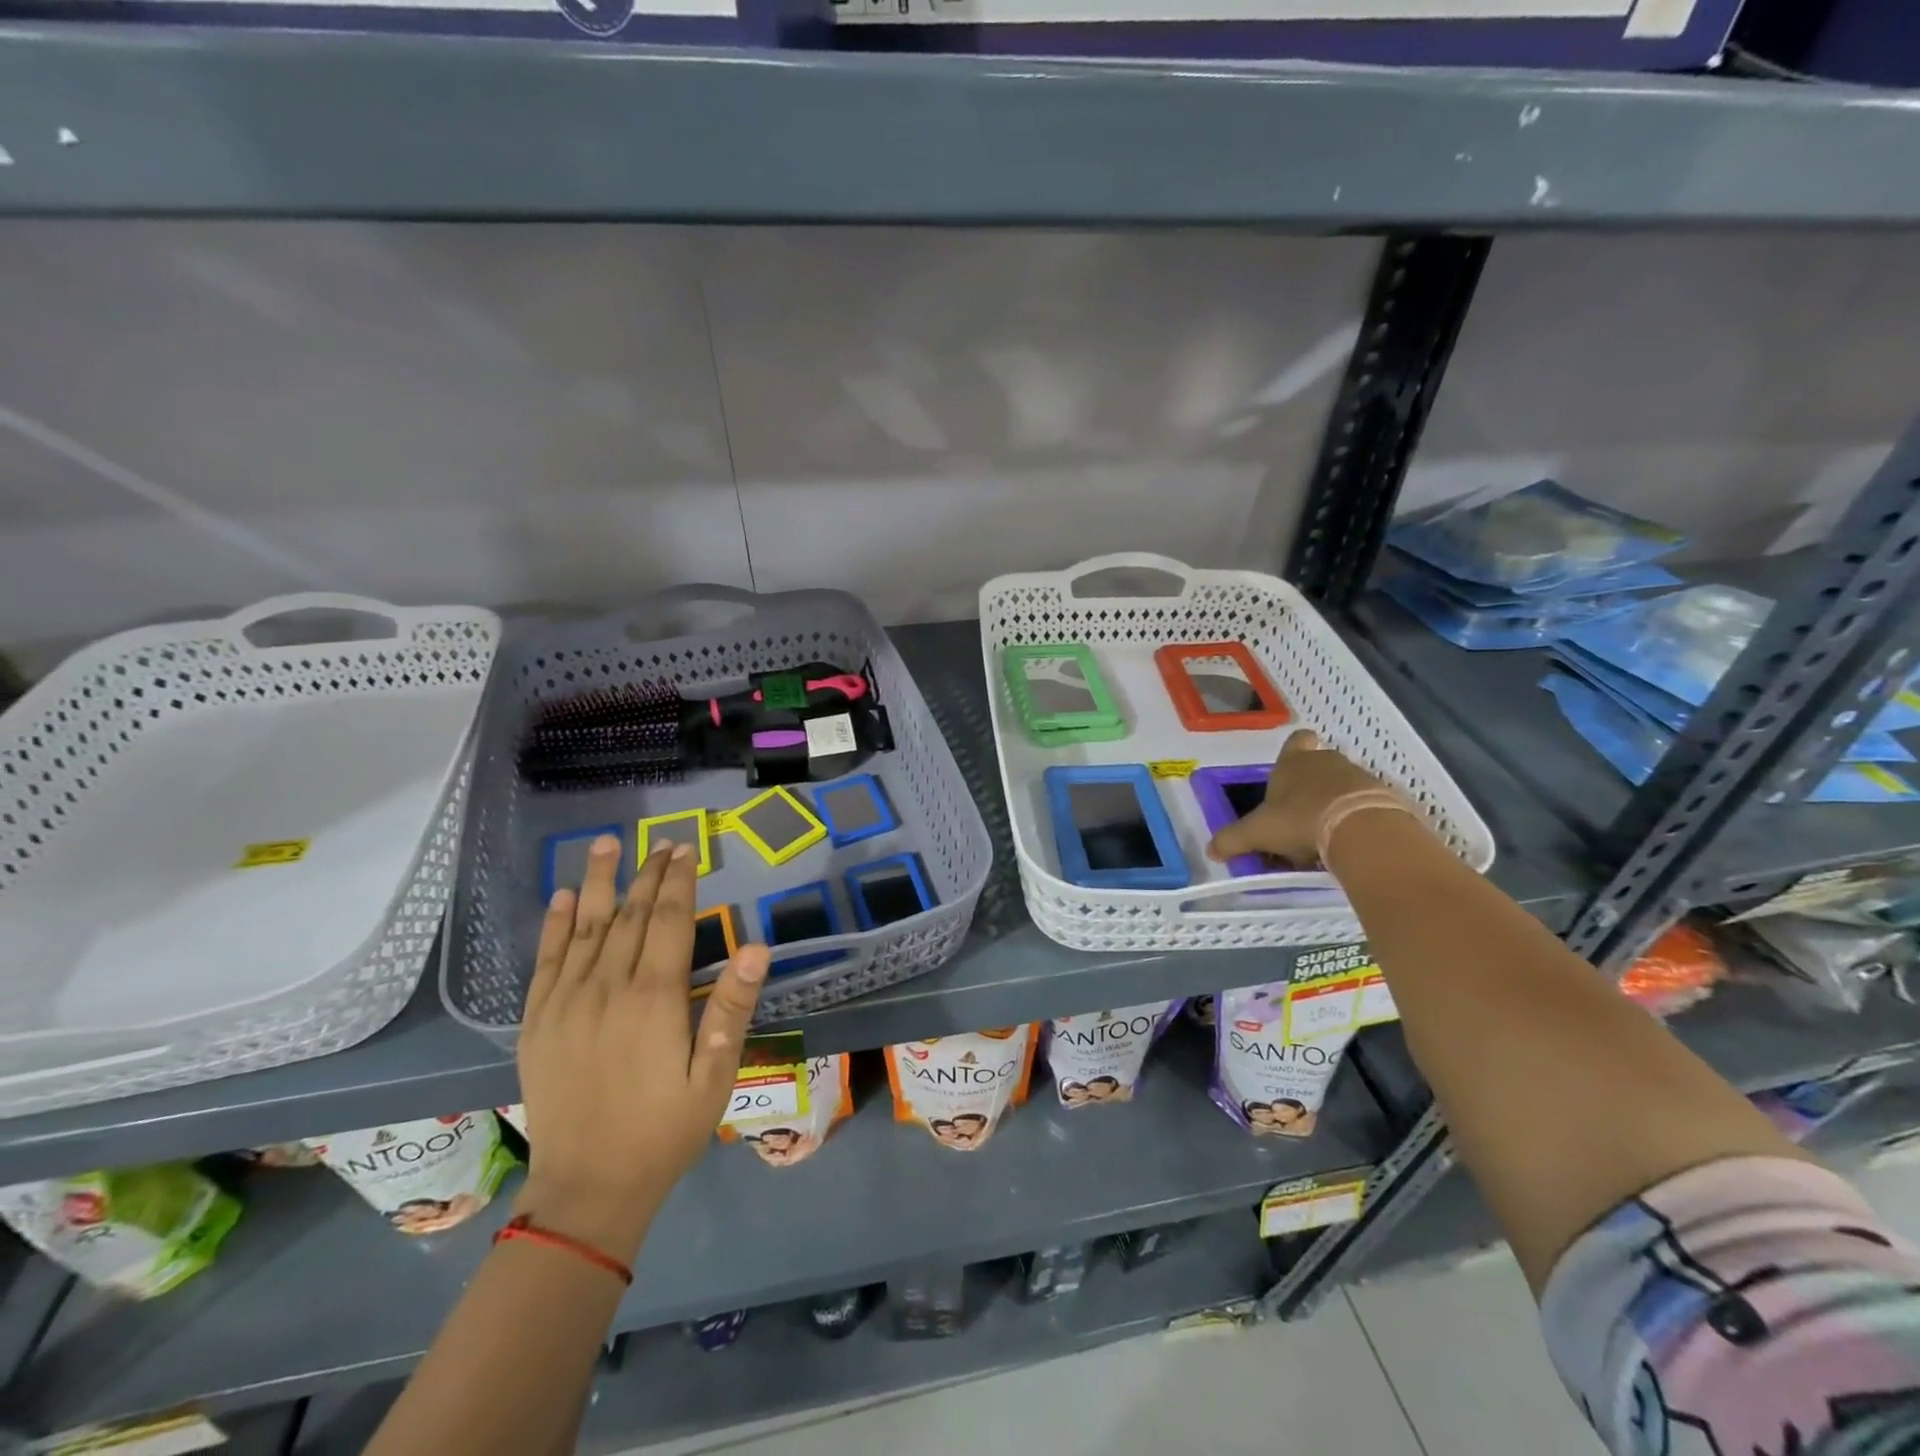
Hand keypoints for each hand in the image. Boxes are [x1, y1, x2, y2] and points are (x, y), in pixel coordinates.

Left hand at [513, 837, 769, 1261]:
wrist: (587, 1189)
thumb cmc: (663, 1131)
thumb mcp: (714, 1076)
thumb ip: (732, 1009)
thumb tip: (757, 948)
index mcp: (654, 998)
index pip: (670, 921)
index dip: (679, 882)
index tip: (685, 849)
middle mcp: (607, 988)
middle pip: (631, 916)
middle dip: (648, 874)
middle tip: (660, 842)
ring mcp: (566, 1002)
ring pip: (587, 927)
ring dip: (600, 882)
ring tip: (606, 844)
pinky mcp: (538, 1022)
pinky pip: (546, 961)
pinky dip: (556, 925)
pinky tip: (566, 897)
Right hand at [1205, 730, 1393, 868]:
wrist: (1360, 827)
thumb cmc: (1299, 819)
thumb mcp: (1257, 832)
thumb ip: (1232, 840)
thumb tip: (1210, 851)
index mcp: (1294, 762)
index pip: (1296, 741)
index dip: (1294, 751)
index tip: (1290, 771)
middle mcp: (1327, 761)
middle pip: (1320, 764)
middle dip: (1312, 786)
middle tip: (1300, 816)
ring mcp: (1360, 776)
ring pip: (1344, 785)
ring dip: (1335, 803)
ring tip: (1325, 835)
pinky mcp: (1385, 797)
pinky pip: (1367, 804)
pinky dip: (1359, 818)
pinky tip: (1350, 842)